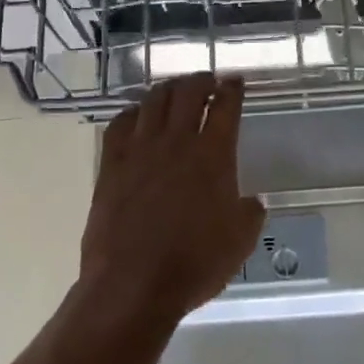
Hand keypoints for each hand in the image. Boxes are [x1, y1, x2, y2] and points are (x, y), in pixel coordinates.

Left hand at [77, 74, 265, 329]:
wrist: (133, 284)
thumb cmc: (194, 264)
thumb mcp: (240, 242)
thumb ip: (250, 213)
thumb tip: (252, 201)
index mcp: (213, 156)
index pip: (225, 107)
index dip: (232, 89)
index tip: (235, 81)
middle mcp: (176, 142)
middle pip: (187, 93)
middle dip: (200, 80)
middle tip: (207, 80)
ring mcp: (139, 151)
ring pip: (153, 101)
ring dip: (167, 89)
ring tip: (174, 91)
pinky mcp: (111, 165)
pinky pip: (120, 124)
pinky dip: (132, 112)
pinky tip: (137, 116)